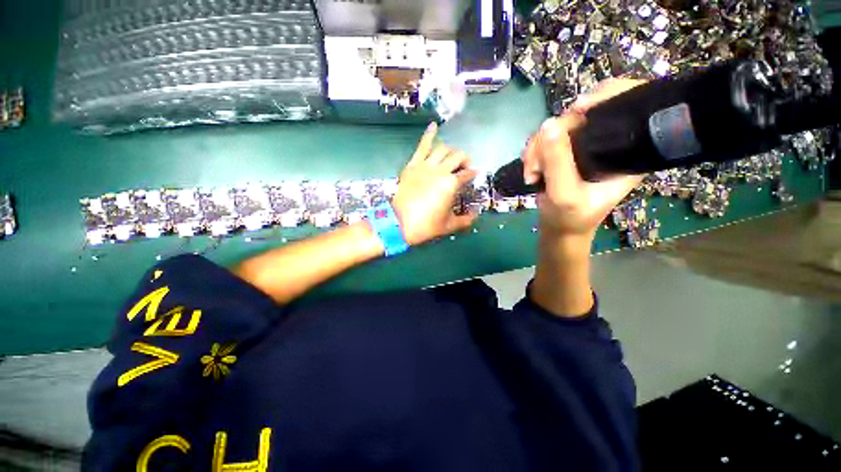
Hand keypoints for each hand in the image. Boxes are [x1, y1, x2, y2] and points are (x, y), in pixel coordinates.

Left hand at [392, 123, 478, 245]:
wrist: (399, 223)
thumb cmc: (426, 225)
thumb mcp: (449, 225)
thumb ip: (465, 220)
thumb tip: (475, 215)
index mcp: (451, 184)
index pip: (467, 174)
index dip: (472, 174)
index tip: (474, 175)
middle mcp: (440, 170)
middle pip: (458, 156)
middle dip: (465, 160)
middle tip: (464, 167)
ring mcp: (425, 165)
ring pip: (443, 149)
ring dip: (451, 150)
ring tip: (452, 156)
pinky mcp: (413, 165)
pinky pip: (422, 146)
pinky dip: (429, 135)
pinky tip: (434, 125)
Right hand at [523, 79, 647, 237]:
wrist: (558, 227)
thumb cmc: (570, 217)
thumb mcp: (565, 195)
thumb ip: (558, 163)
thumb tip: (548, 125)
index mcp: (627, 151)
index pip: (630, 104)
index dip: (608, 94)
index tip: (579, 109)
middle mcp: (608, 142)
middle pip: (583, 113)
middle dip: (553, 136)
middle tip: (537, 164)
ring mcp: (584, 145)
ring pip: (558, 126)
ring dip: (537, 148)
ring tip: (531, 173)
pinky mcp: (565, 150)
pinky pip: (545, 138)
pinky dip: (533, 152)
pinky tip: (530, 170)